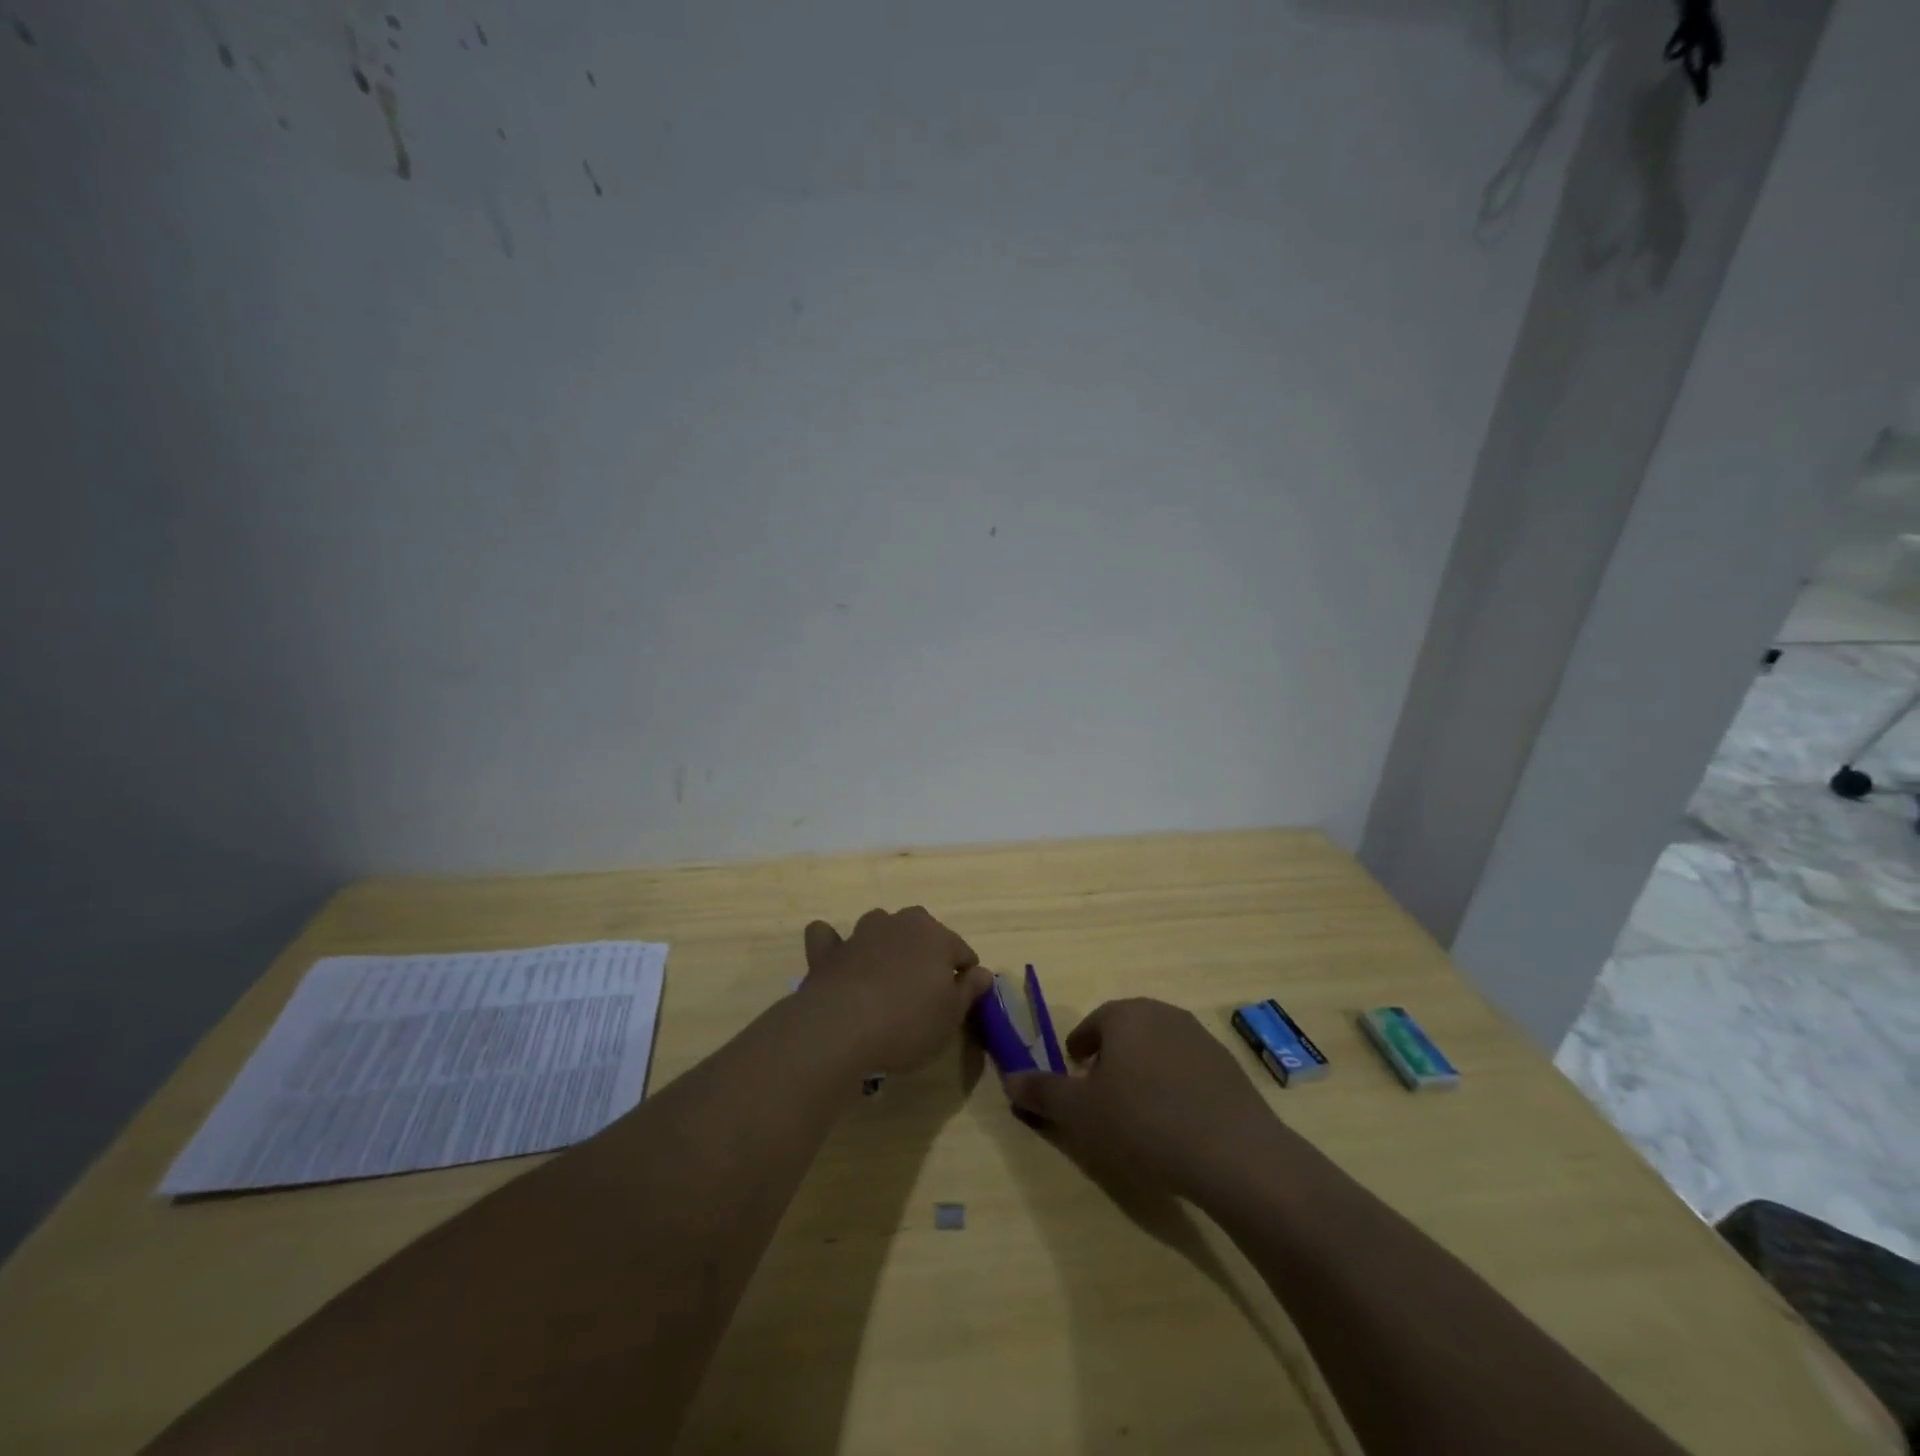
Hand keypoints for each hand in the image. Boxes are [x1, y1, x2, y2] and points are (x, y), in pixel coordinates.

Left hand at [796, 907, 993, 1074]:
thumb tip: (983, 972)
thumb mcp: (951, 1016)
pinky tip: (837, 961)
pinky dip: (833, 945)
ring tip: (884, 976)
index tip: (959, 1000)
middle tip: (923, 990)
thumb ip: (969, 990)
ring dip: (884, 943)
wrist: (842, 1027)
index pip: (961, 951)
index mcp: (936, 936)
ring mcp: (860, 933)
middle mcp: (899, 923)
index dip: (964, 975)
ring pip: (879, 927)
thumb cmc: (908, 1022)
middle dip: (925, 952)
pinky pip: (829, 937)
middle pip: (920, 931)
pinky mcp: (827, 950)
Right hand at [1006, 998, 1280, 1199]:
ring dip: (1143, 1072)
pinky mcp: (1227, 1065)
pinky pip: (1188, 1069)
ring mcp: (1199, 1036)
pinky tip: (1176, 1123)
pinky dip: (1175, 1086)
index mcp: (1124, 1015)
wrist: (1234, 1153)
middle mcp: (1162, 1013)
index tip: (1076, 1080)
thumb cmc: (1144, 1123)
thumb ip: (1042, 1092)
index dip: (1079, 1052)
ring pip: (1158, 1048)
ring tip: (1139, 1113)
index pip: (1092, 1025)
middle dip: (1111, 1060)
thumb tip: (1009, 1079)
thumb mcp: (1080, 1113)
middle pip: (1126, 1032)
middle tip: (1103, 1098)